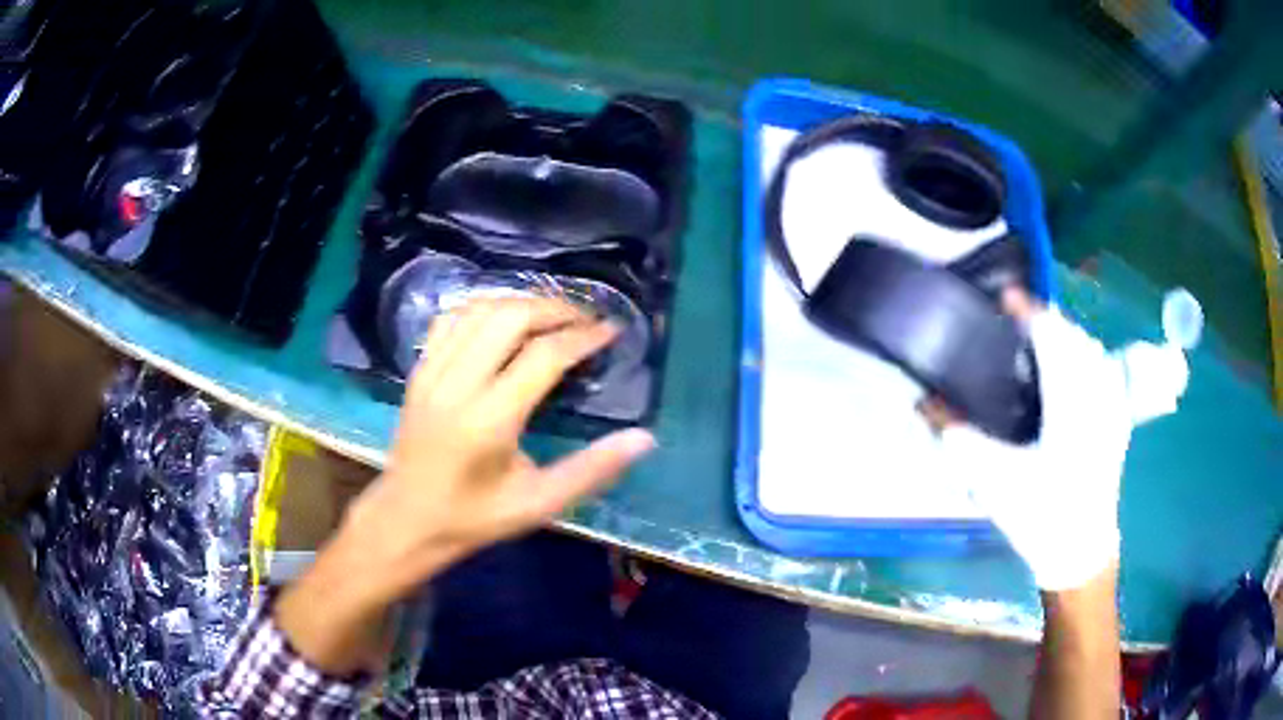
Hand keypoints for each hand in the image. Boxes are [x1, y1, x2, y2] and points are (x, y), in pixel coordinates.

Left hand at [277, 298, 654, 672]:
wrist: (406, 520)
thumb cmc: (475, 518)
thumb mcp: (539, 504)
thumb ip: (591, 470)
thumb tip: (644, 439)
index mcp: (489, 420)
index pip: (543, 356)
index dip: (583, 336)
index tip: (610, 331)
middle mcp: (458, 385)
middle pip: (509, 317)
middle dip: (554, 308)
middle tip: (585, 319)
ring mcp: (432, 373)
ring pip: (479, 310)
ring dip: (520, 303)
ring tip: (552, 315)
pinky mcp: (418, 371)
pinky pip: (451, 319)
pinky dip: (483, 308)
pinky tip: (503, 320)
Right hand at [931, 289, 1130, 590]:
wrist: (1080, 552)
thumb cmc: (1041, 517)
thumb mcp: (993, 481)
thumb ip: (959, 438)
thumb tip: (924, 402)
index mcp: (1069, 399)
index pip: (1050, 332)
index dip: (1026, 309)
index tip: (1003, 296)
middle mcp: (1096, 391)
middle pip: (1072, 334)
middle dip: (1044, 320)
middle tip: (1014, 324)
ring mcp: (1111, 405)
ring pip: (1091, 348)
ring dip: (1065, 336)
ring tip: (1039, 343)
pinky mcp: (1118, 420)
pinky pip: (1104, 369)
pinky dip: (1085, 357)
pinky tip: (1072, 370)